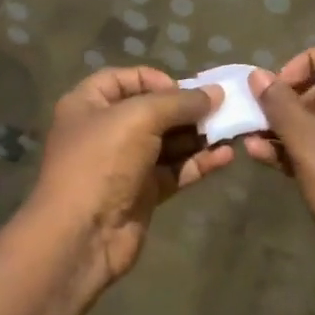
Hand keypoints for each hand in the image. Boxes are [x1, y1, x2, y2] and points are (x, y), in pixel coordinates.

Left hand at [27, 66, 232, 280]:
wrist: (81, 236)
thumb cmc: (102, 162)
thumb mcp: (140, 118)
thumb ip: (179, 102)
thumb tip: (215, 93)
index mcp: (88, 104)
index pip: (124, 79)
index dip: (155, 79)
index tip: (185, 90)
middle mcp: (104, 130)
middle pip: (151, 111)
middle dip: (186, 109)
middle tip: (221, 108)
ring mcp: (124, 164)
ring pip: (167, 142)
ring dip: (198, 136)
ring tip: (232, 130)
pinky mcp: (142, 193)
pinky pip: (174, 170)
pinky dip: (198, 162)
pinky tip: (226, 156)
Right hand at [243, 40, 314, 289]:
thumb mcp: (310, 144)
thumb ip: (281, 105)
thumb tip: (257, 76)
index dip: (307, 60)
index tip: (279, 84)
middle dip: (291, 96)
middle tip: (259, 110)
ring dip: (287, 124)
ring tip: (250, 134)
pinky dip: (297, 148)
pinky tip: (261, 155)